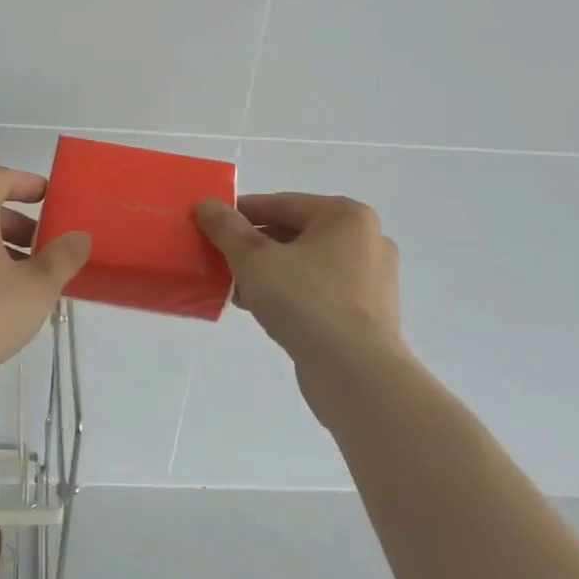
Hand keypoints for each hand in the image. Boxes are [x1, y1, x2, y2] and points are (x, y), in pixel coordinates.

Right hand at [195, 193, 412, 420]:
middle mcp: (367, 241)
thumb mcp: (254, 259)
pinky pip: (319, 291)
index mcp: (347, 216)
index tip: (209, 223)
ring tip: (235, 287)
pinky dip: (290, 294)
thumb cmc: (305, 302)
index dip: (240, 212)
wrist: (355, 374)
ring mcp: (372, 280)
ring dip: (269, 272)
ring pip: (306, 264)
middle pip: (295, 233)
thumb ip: (227, 228)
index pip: (281, 204)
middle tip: (219, 258)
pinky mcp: (368, 314)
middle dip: (254, 246)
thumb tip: (206, 204)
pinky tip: (261, 309)